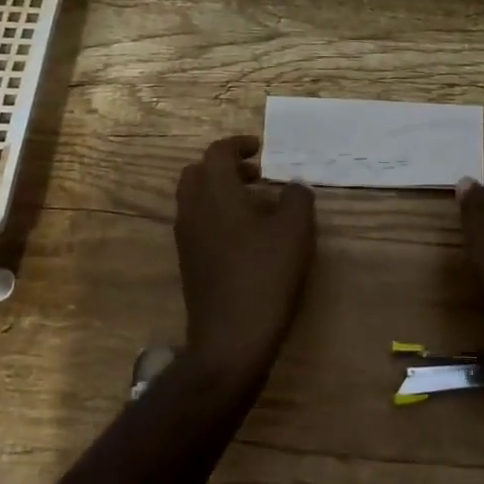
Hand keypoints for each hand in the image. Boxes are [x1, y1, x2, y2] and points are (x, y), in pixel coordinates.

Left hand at [175, 135, 316, 382]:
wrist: (230, 338)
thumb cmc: (265, 275)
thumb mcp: (295, 232)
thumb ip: (297, 199)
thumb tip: (293, 187)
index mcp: (215, 193)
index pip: (217, 152)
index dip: (238, 145)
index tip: (260, 149)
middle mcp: (193, 209)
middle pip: (198, 172)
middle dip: (225, 167)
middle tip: (256, 175)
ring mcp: (186, 237)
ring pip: (196, 199)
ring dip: (220, 192)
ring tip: (256, 206)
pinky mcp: (188, 261)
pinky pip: (197, 222)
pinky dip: (216, 215)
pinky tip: (246, 237)